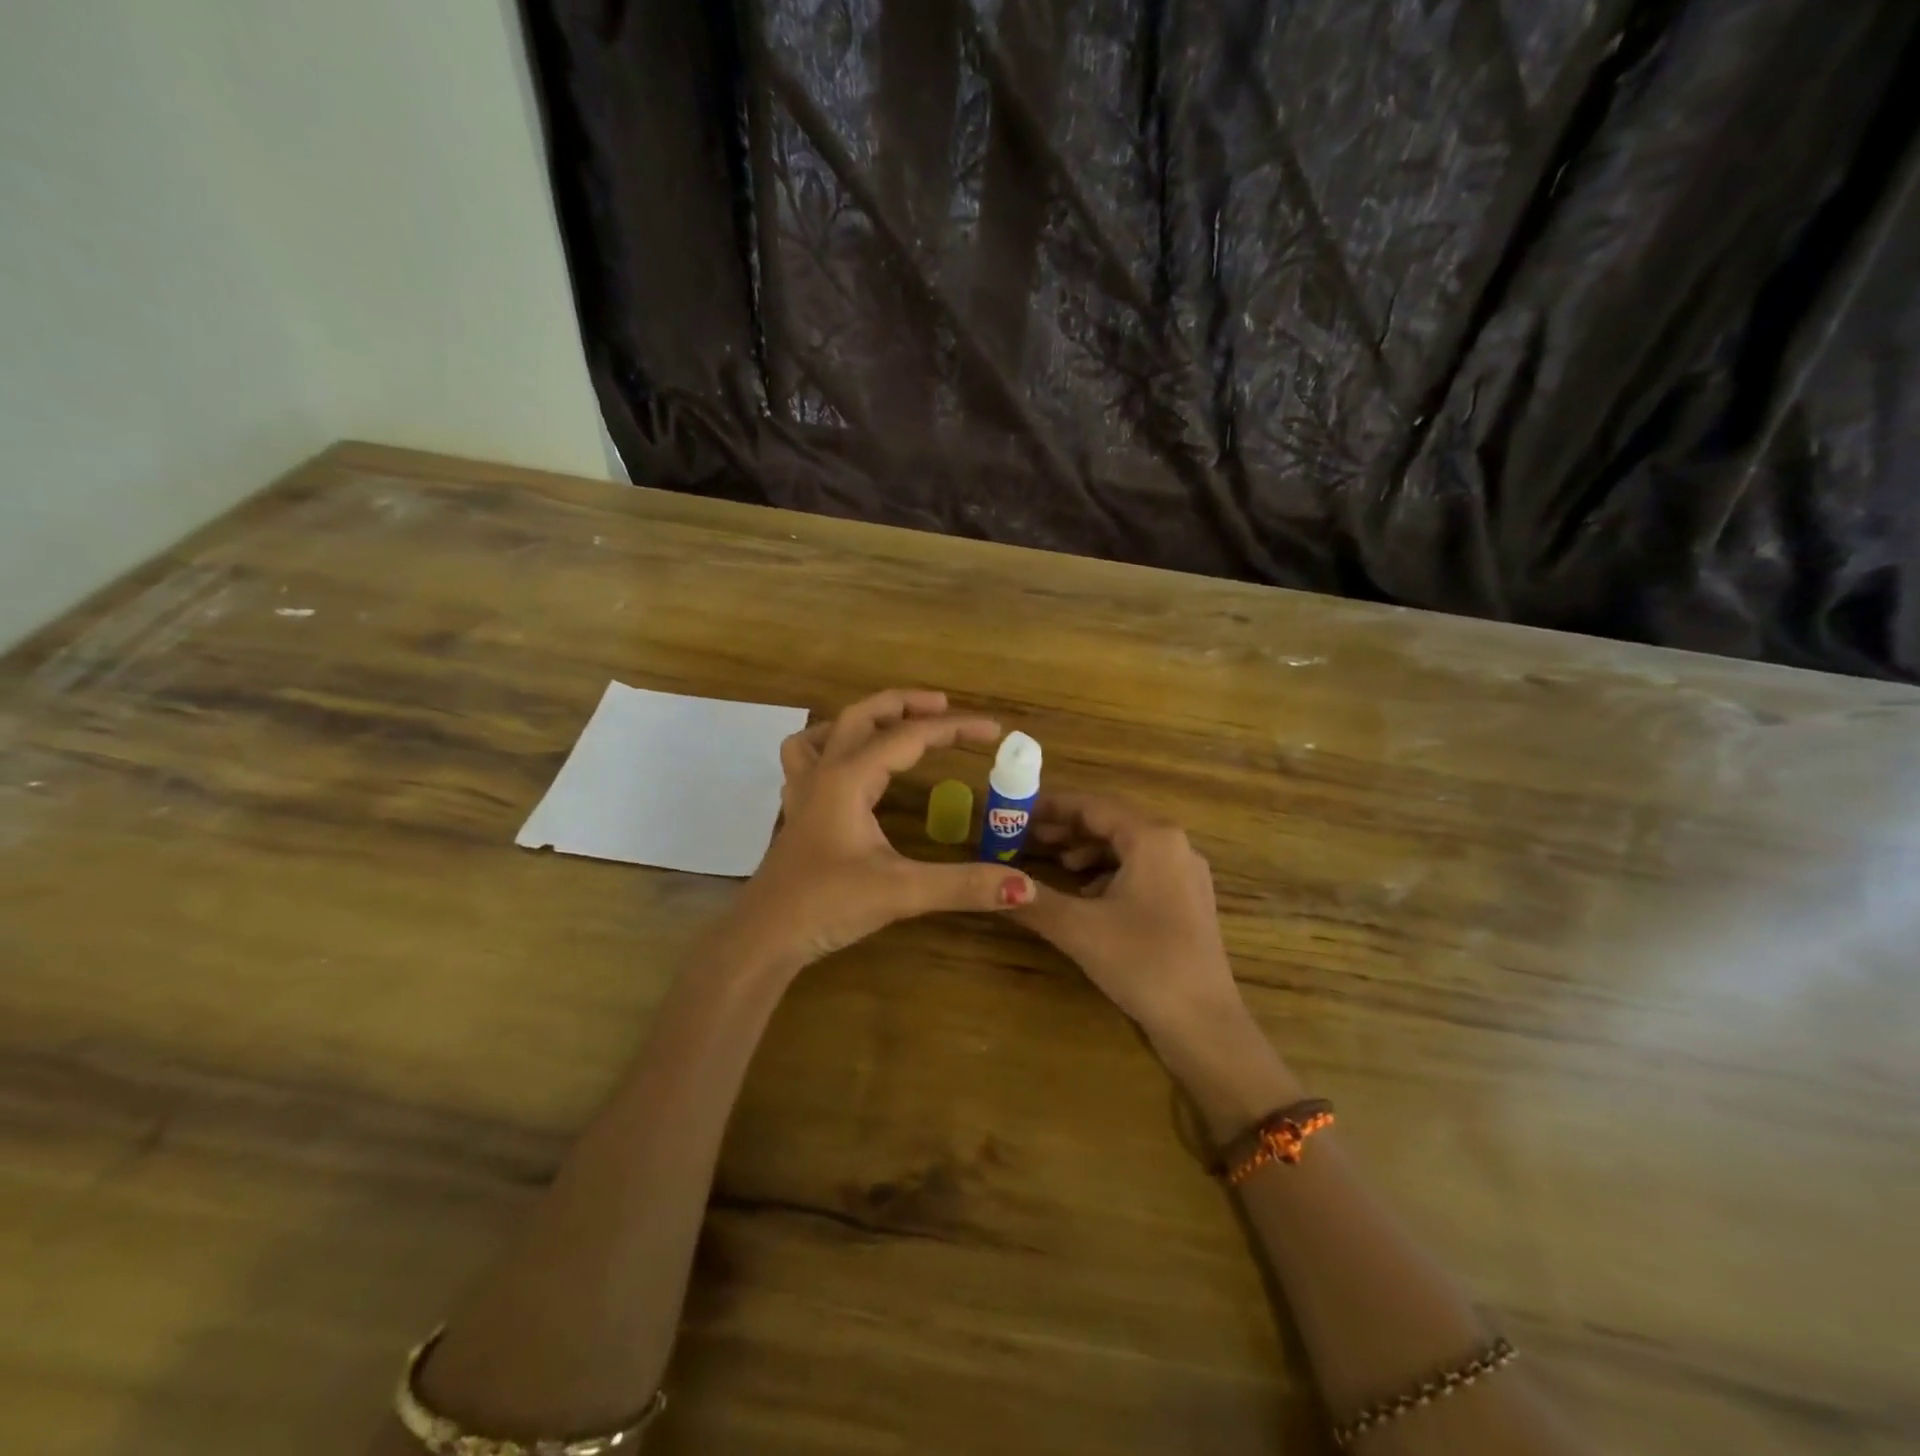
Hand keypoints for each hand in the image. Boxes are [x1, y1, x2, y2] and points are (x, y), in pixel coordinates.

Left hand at [731, 689, 1035, 970]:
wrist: (764, 936)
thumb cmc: (826, 905)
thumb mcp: (901, 893)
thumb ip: (964, 885)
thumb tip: (1026, 887)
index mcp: (848, 778)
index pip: (908, 737)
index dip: (954, 729)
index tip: (993, 730)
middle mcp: (824, 773)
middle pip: (861, 715)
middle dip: (905, 704)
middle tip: (945, 706)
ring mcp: (803, 791)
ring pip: (827, 732)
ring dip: (862, 719)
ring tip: (893, 725)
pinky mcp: (797, 812)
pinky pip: (807, 760)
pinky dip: (830, 747)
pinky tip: (847, 767)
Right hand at [1012, 793, 1244, 1039]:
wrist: (1204, 1024)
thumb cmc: (1142, 962)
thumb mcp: (1079, 928)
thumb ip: (1032, 899)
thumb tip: (988, 881)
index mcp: (1152, 838)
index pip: (1092, 806)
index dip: (1050, 807)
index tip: (1015, 812)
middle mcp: (1174, 845)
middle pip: (1110, 823)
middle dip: (1066, 829)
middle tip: (1024, 836)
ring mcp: (1185, 873)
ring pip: (1126, 847)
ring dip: (1086, 851)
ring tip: (1051, 861)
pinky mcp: (1187, 900)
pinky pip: (1140, 870)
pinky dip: (1108, 873)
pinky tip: (1086, 894)